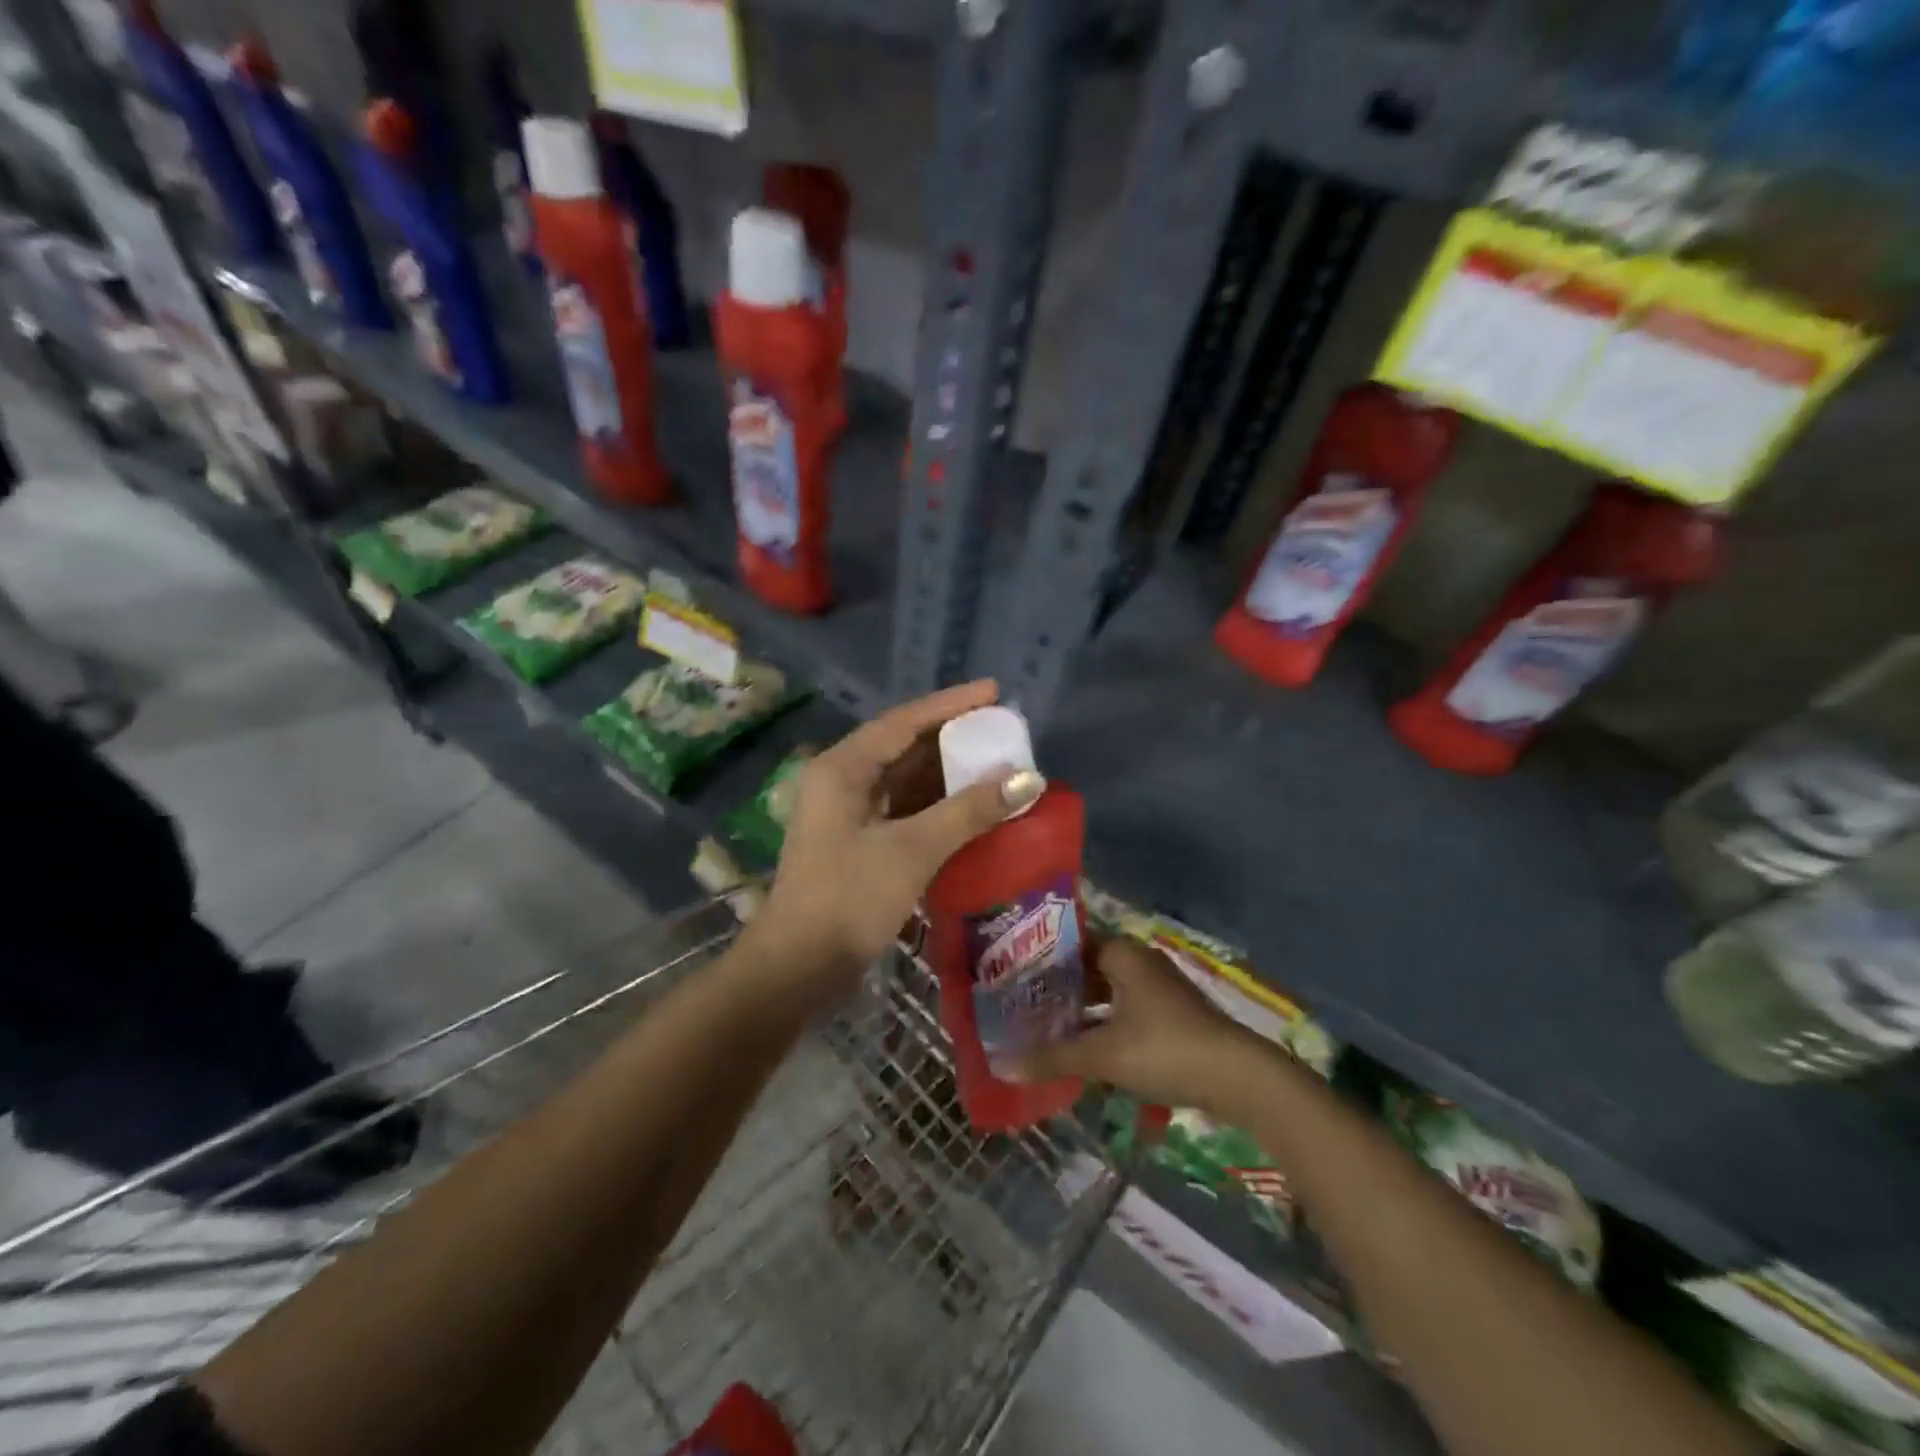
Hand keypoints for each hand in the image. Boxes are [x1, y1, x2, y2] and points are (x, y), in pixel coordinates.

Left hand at [755, 680, 1043, 991]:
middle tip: (1002, 731)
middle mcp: (841, 781)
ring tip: (996, 764)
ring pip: (905, 780)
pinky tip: (971, 808)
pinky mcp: (858, 844)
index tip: (995, 692)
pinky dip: (937, 806)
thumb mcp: (913, 849)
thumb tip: (1027, 779)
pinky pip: (904, 810)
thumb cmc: (849, 898)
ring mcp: (847, 814)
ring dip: (947, 774)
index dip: (951, 704)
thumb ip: (970, 810)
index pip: (904, 721)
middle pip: (904, 746)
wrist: (797, 968)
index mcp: (843, 768)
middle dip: (953, 738)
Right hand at [1011, 937, 1267, 1112]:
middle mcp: (1140, 961)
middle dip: (1057, 990)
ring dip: (1080, 1011)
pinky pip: (1125, 1011)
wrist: (1240, 1077)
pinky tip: (1085, 1050)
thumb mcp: (1103, 1055)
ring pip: (1107, 992)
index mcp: (1122, 953)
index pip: (1069, 944)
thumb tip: (1002, 1065)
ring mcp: (1159, 987)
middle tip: (1020, 1007)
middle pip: (1087, 969)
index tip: (1010, 978)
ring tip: (1044, 1030)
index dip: (1039, 961)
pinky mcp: (1172, 1014)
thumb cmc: (1165, 1049)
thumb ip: (1053, 1057)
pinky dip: (1103, 1025)